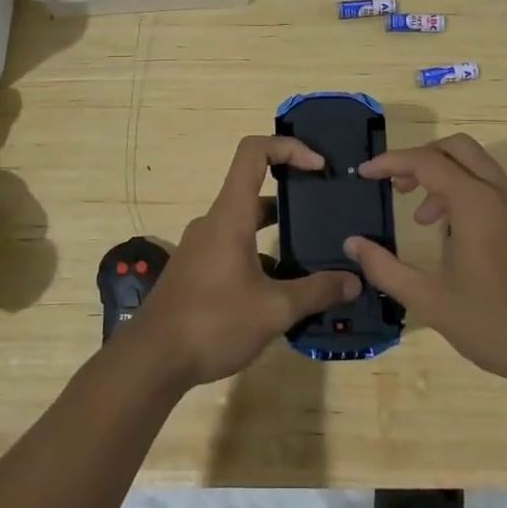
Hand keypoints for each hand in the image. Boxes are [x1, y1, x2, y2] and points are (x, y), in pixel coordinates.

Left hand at [129, 136, 359, 388]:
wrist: (152, 360)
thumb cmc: (213, 322)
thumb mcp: (274, 309)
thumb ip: (317, 292)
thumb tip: (354, 281)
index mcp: (230, 215)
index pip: (254, 153)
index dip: (289, 147)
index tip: (319, 166)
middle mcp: (214, 222)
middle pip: (255, 190)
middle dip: (293, 197)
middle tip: (326, 214)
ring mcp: (202, 246)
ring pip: (245, 224)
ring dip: (278, 234)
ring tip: (313, 256)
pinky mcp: (196, 270)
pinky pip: (234, 248)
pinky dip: (260, 257)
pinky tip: (282, 290)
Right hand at [344, 135, 506, 393]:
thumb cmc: (495, 326)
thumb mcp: (430, 300)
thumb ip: (385, 268)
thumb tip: (352, 244)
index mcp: (477, 204)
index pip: (427, 162)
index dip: (391, 162)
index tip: (365, 174)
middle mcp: (502, 194)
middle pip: (457, 148)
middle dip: (421, 158)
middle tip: (396, 186)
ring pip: (478, 166)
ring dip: (445, 176)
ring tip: (422, 218)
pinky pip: (494, 188)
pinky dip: (466, 192)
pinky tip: (453, 235)